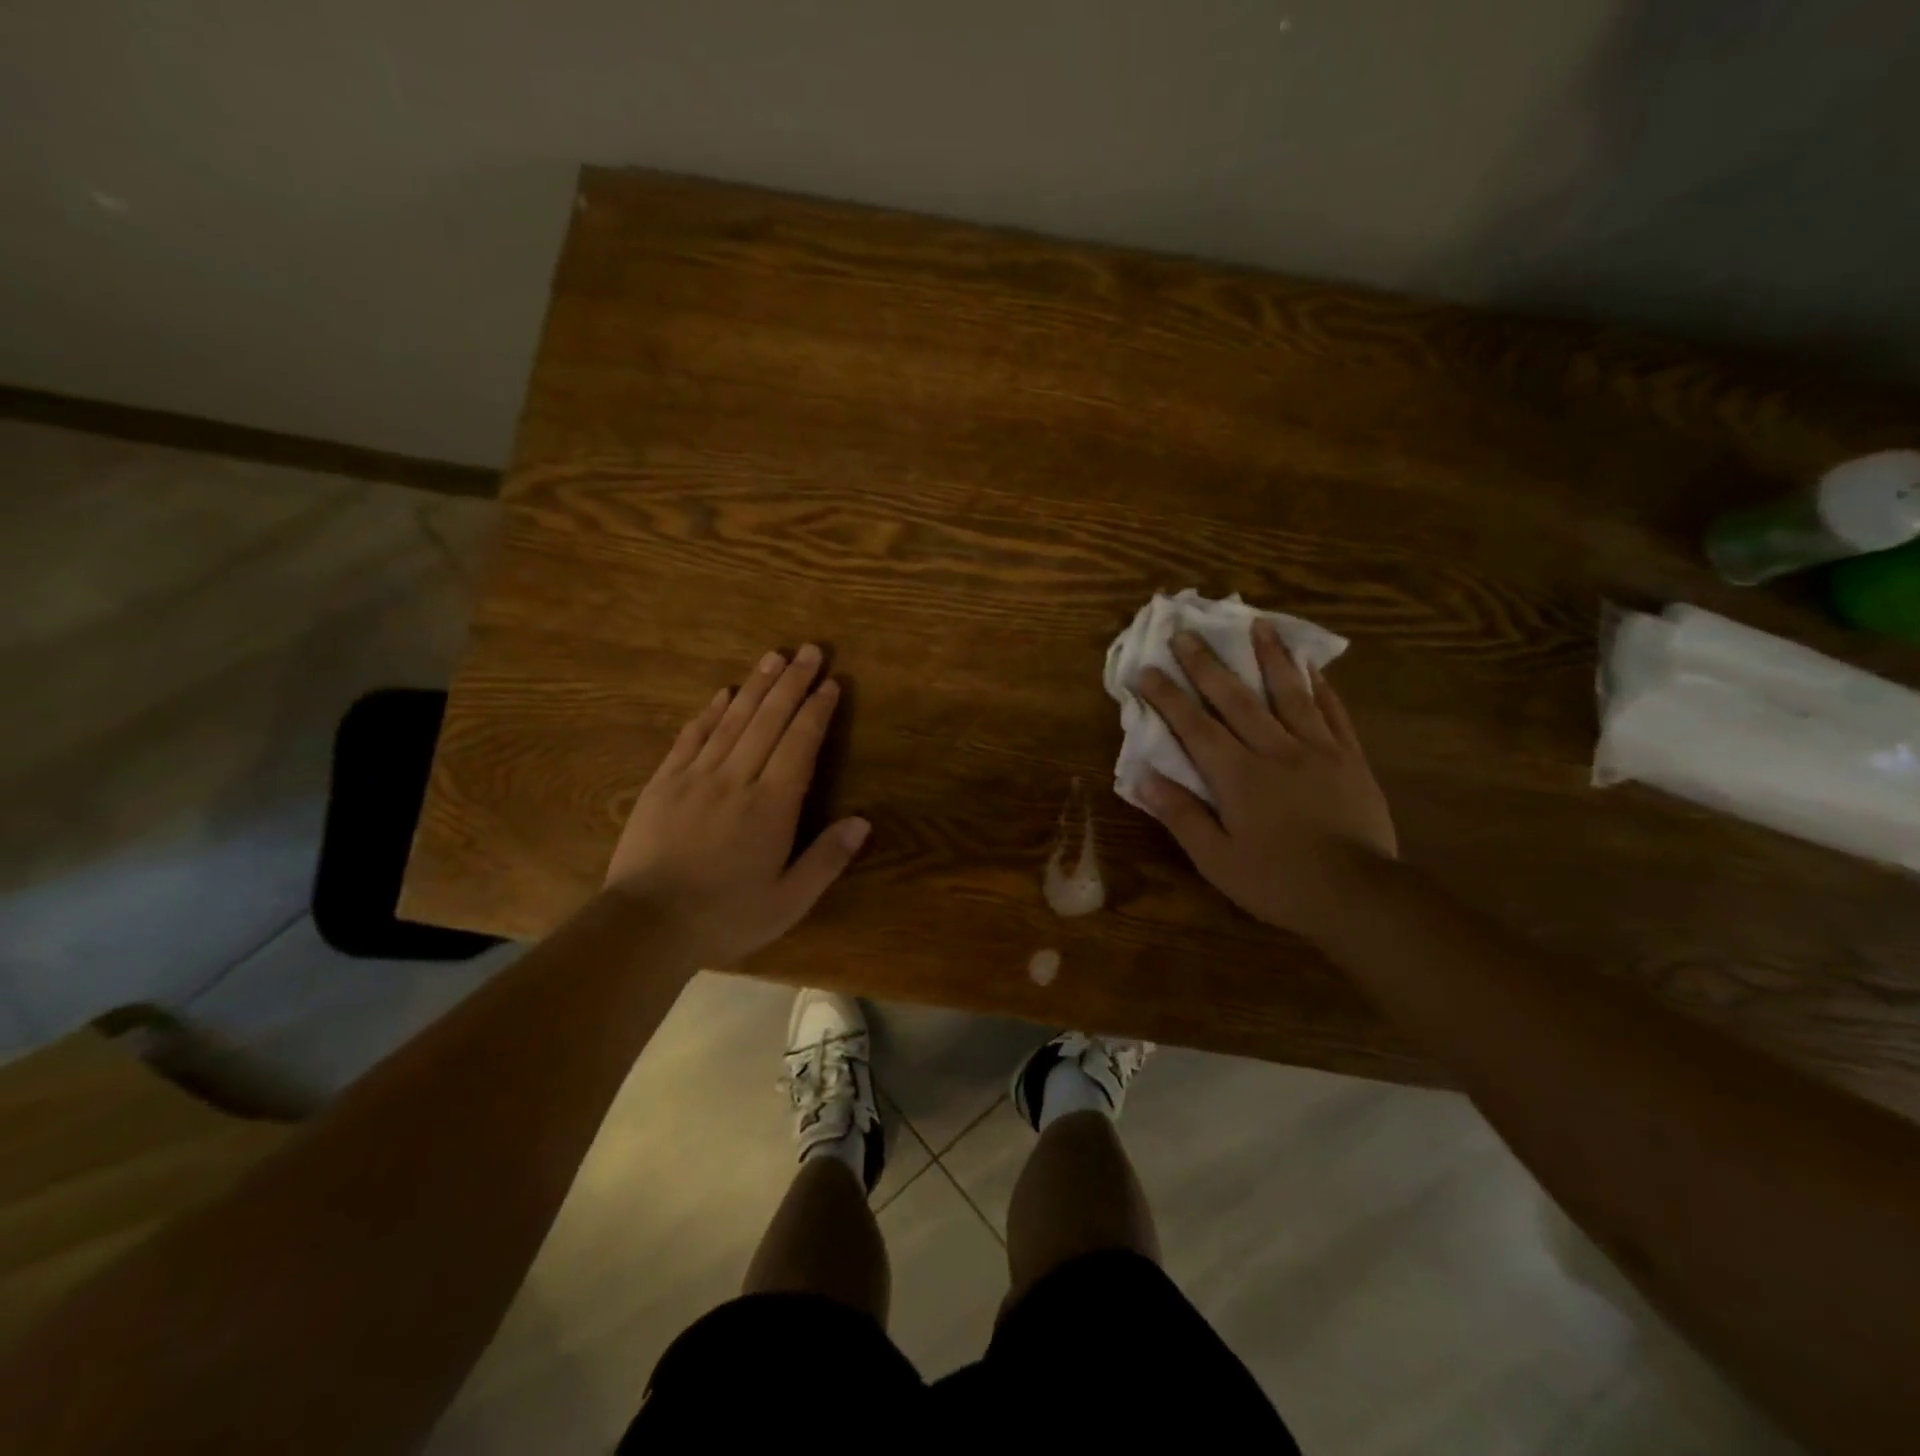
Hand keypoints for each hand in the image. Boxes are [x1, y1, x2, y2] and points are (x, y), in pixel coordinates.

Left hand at [604, 644, 869, 965]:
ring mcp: (696, 777)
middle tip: (810, 651)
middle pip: (769, 721)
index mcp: (771, 807)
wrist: (646, 926)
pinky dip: (710, 712)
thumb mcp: (788, 901)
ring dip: (756, 686)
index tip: (831, 683)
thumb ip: (826, 860)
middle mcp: (736, 780)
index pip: (800, 745)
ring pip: (732, 720)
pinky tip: (723, 693)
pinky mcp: (664, 783)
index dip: (817, 712)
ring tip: (774, 657)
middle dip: (792, 684)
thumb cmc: (725, 917)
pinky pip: (691, 737)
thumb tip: (863, 822)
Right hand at [1135, 621, 1395, 939]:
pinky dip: (1320, 687)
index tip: (1146, 669)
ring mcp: (1317, 750)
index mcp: (1237, 775)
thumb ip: (1181, 815)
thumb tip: (1143, 777)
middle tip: (1187, 632)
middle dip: (1207, 663)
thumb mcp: (1216, 859)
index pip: (1193, 726)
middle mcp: (1274, 750)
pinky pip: (1334, 713)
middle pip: (1235, 698)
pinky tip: (1312, 667)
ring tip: (1258, 625)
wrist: (1359, 896)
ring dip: (1270, 657)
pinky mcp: (1350, 759)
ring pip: (1288, 693)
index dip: (1166, 696)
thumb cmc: (1278, 881)